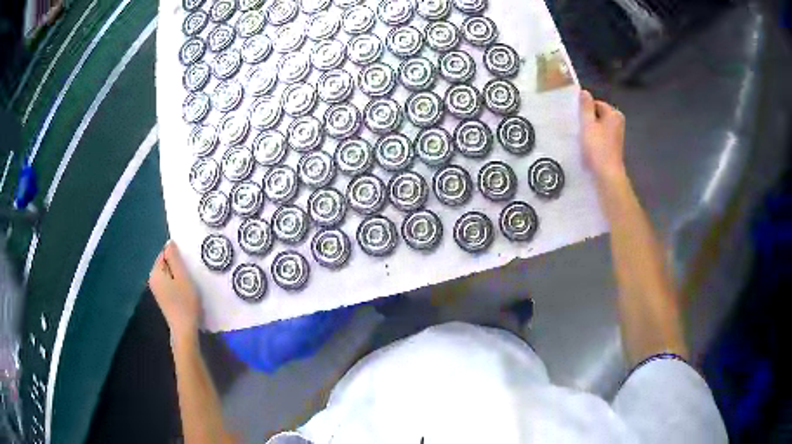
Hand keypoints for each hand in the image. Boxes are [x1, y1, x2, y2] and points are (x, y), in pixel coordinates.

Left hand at [149, 241, 200, 340]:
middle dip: (178, 266)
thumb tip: (169, 242)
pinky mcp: (162, 298)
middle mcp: (152, 279)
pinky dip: (177, 284)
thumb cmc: (185, 303)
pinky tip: (185, 293)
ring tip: (189, 284)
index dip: (177, 257)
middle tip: (190, 274)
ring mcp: (157, 290)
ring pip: (168, 274)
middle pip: (166, 263)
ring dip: (178, 276)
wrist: (184, 330)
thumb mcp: (183, 277)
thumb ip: (175, 258)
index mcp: (155, 272)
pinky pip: (169, 283)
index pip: (165, 253)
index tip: (188, 266)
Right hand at [580, 90, 626, 182]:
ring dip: (589, 131)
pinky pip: (601, 137)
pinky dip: (594, 140)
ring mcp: (617, 135)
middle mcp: (618, 122)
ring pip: (599, 126)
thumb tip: (584, 92)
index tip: (577, 120)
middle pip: (597, 115)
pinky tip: (588, 148)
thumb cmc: (598, 148)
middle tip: (578, 130)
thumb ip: (585, 107)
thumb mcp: (588, 124)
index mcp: (614, 114)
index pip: (595, 103)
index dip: (584, 111)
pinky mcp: (613, 146)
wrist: (607, 175)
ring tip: (582, 139)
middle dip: (587, 120)